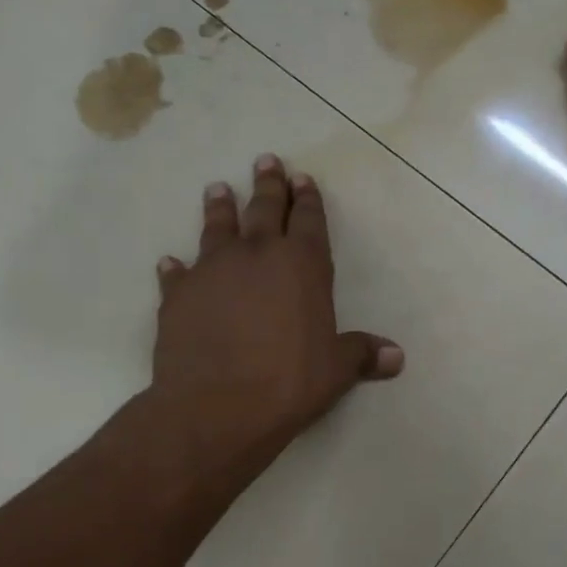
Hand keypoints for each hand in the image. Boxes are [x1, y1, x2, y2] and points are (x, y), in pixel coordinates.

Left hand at [148, 155, 401, 488]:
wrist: (216, 406)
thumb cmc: (289, 381)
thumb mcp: (336, 370)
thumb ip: (362, 354)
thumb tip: (396, 357)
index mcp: (302, 265)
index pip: (309, 221)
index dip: (308, 199)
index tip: (302, 177)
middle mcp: (257, 256)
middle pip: (264, 209)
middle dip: (268, 185)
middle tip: (266, 161)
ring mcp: (213, 271)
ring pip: (217, 228)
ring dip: (220, 208)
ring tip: (218, 189)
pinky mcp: (178, 296)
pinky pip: (177, 274)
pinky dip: (176, 268)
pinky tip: (170, 262)